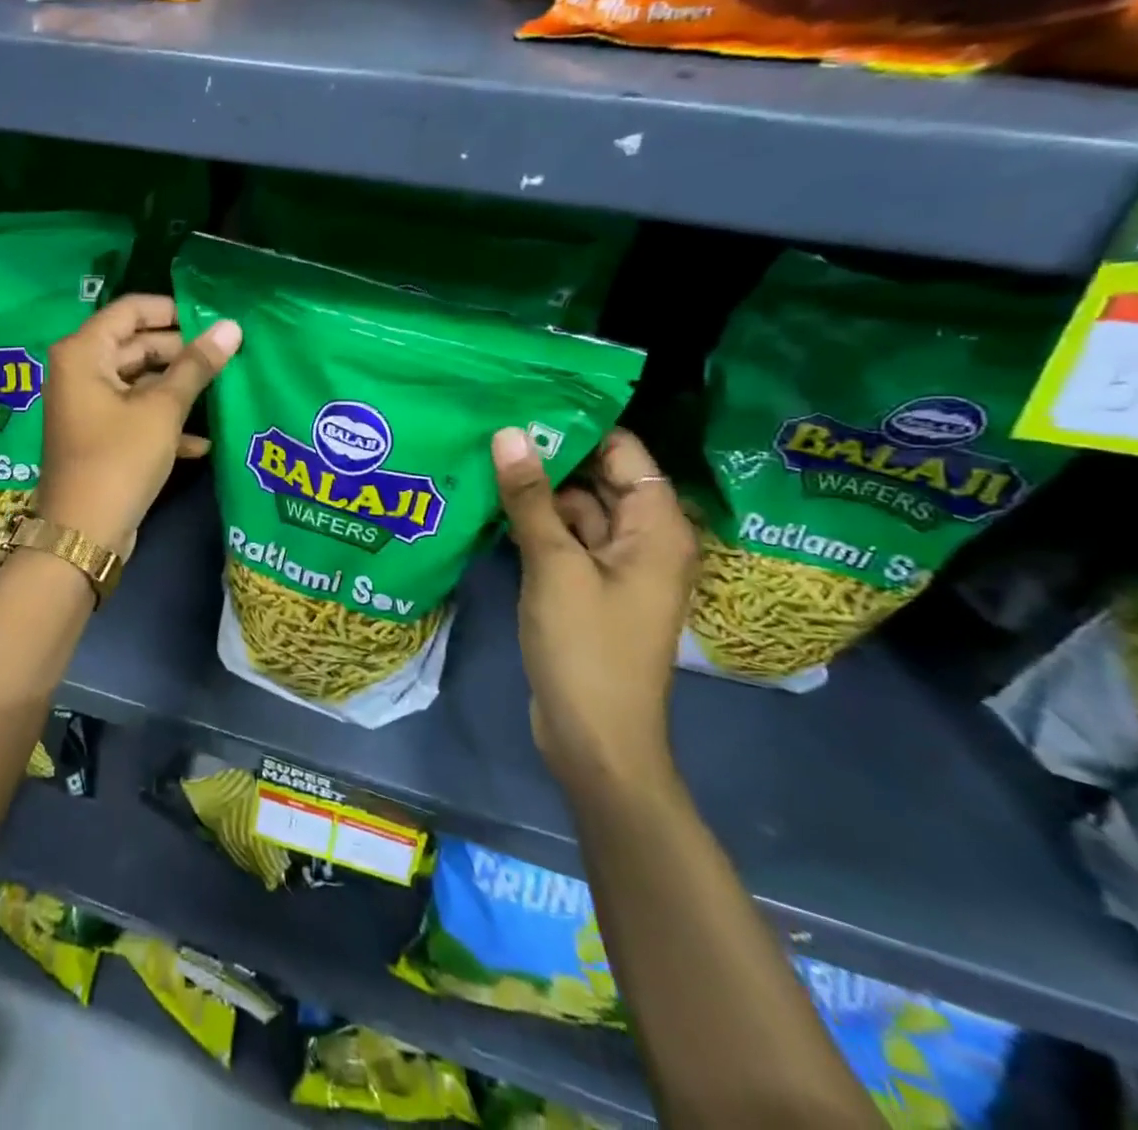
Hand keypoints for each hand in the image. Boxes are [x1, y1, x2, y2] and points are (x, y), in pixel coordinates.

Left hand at [36, 295, 240, 557]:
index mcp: (83, 353)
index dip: (172, 310)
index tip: (211, 320)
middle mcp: (79, 371)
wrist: (84, 534)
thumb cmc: (119, 460)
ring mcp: (88, 405)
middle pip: (136, 345)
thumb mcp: (162, 410)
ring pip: (139, 381)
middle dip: (180, 352)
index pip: (130, 310)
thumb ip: (196, 366)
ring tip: (222, 389)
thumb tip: (231, 327)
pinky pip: (135, 414)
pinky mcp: (100, 436)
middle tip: (225, 357)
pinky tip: (202, 441)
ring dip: (177, 388)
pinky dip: (164, 421)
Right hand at [492, 427, 697, 789]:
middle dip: (550, 454)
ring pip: (575, 509)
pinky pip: (562, 539)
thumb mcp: (555, 566)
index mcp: (655, 527)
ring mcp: (613, 566)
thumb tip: (509, 433)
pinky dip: (533, 523)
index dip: (580, 424)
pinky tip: (490, 505)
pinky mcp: (587, 587)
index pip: (624, 452)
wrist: (594, 738)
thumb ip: (531, 498)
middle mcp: (642, 539)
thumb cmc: (586, 648)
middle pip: (597, 478)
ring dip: (535, 490)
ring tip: (482, 455)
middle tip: (491, 423)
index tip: (526, 399)